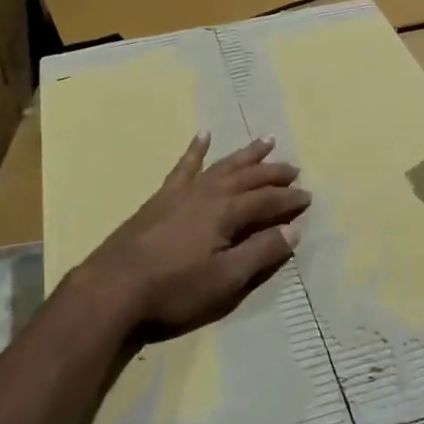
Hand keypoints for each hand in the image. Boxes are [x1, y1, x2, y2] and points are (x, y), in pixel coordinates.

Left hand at [80, 134, 310, 335]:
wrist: (114, 286)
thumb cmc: (174, 288)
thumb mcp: (225, 279)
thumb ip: (260, 252)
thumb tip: (293, 229)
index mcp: (227, 212)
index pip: (267, 200)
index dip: (289, 199)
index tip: (309, 197)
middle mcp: (208, 192)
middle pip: (248, 177)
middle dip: (274, 173)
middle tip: (295, 169)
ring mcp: (183, 191)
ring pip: (222, 165)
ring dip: (246, 154)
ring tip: (266, 141)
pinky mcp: (162, 196)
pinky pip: (184, 165)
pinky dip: (196, 149)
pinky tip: (203, 135)